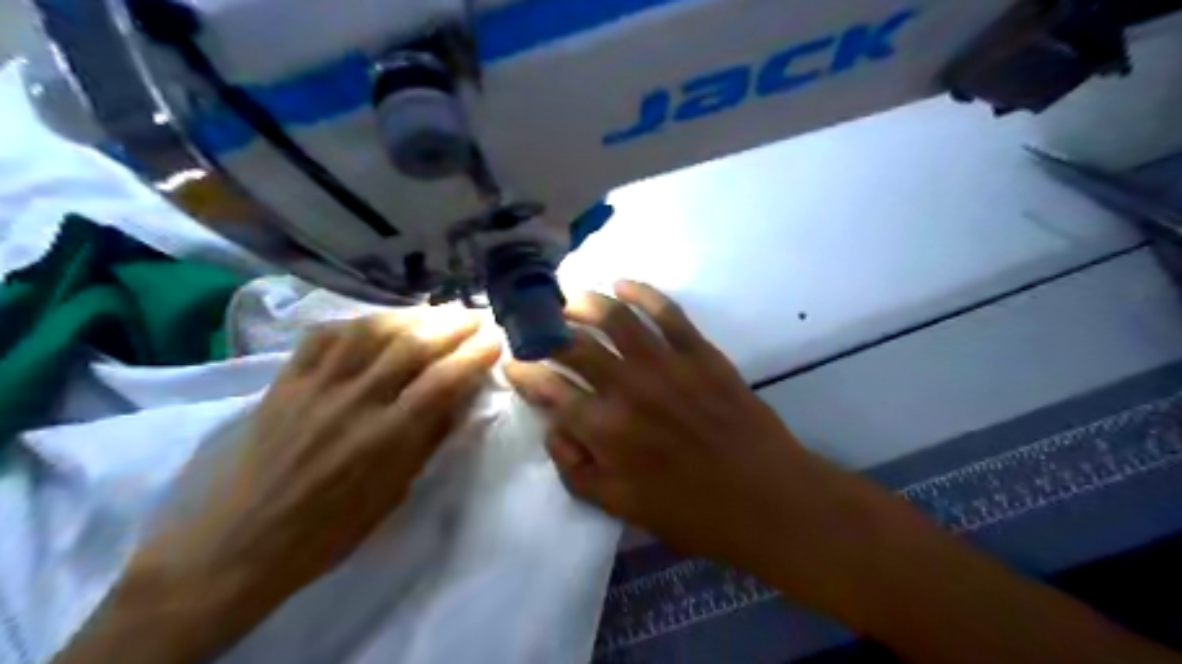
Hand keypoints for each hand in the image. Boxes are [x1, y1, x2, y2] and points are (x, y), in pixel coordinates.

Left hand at [130, 309, 498, 647]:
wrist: (243, 542)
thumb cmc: (332, 530)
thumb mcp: (397, 492)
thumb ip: (430, 438)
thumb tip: (461, 396)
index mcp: (387, 438)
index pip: (444, 380)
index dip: (475, 354)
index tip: (496, 340)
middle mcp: (355, 403)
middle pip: (412, 345)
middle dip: (453, 324)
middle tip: (475, 316)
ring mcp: (316, 386)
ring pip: (371, 330)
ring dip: (412, 315)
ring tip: (436, 312)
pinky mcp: (286, 381)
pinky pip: (325, 336)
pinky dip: (358, 322)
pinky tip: (378, 322)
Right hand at [497, 279, 838, 569]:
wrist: (765, 496)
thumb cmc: (691, 511)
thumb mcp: (621, 506)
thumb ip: (576, 470)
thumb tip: (554, 429)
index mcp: (605, 429)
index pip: (549, 389)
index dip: (524, 373)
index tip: (513, 363)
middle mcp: (628, 387)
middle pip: (573, 345)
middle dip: (545, 332)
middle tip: (535, 325)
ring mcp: (666, 364)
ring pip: (614, 317)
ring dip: (584, 303)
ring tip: (569, 299)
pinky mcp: (699, 352)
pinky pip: (666, 311)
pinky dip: (641, 292)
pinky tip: (622, 284)